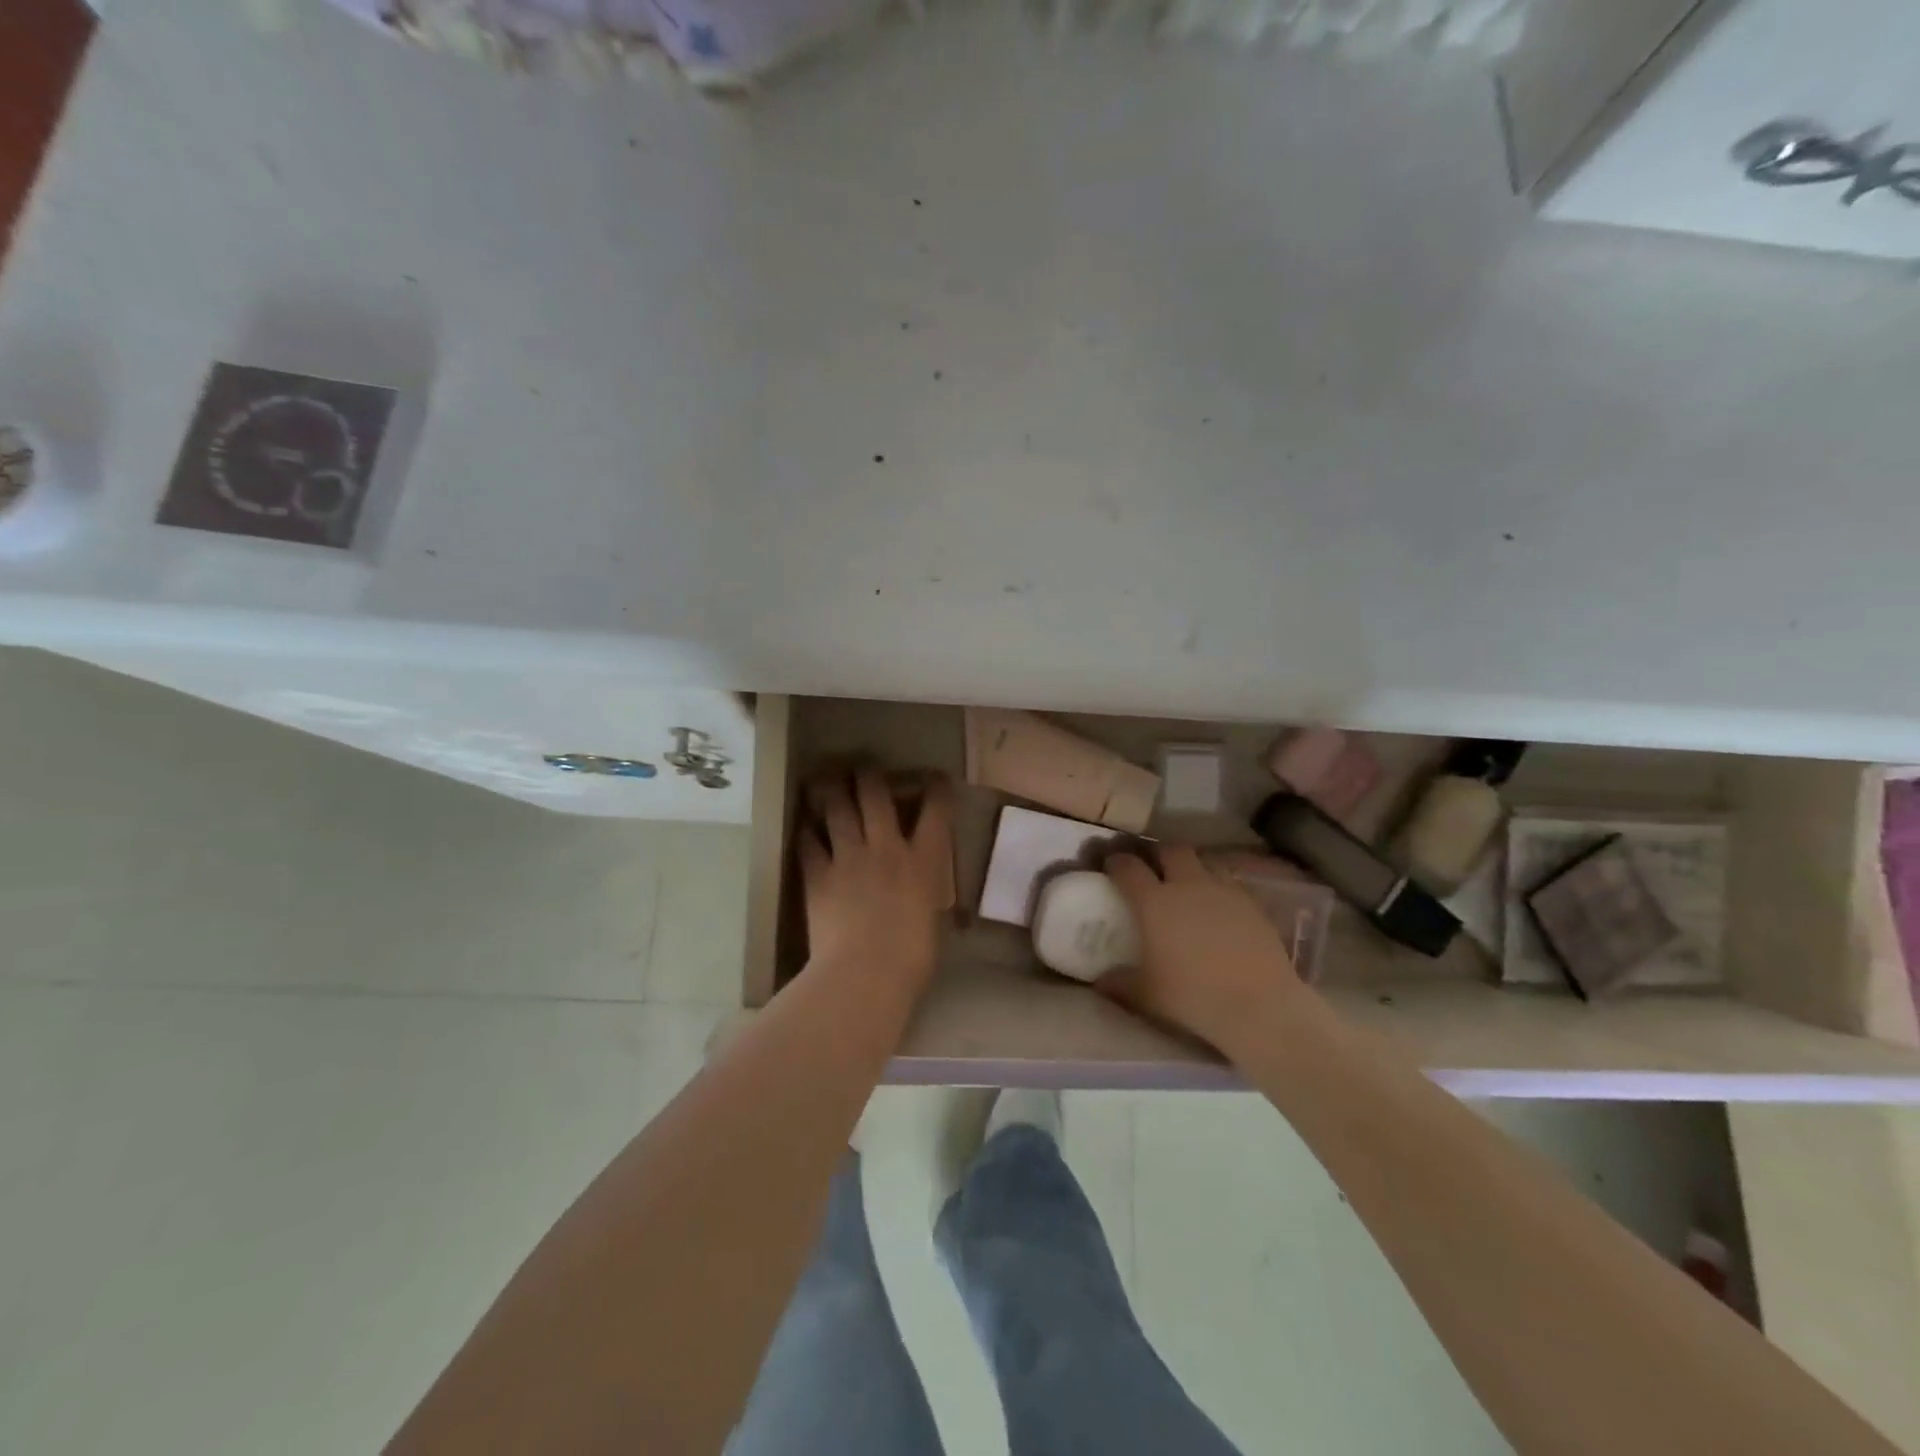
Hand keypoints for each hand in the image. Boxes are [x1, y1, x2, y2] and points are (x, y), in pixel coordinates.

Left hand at [800, 768, 953, 994]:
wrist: (864, 974)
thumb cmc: (911, 959)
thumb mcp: (931, 920)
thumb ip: (924, 896)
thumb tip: (920, 894)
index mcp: (923, 861)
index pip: (936, 811)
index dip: (936, 788)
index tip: (935, 778)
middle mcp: (886, 848)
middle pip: (876, 796)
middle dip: (869, 777)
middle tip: (863, 770)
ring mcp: (849, 858)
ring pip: (838, 809)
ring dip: (831, 791)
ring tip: (824, 781)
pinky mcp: (818, 875)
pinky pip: (808, 844)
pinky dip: (807, 833)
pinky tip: (804, 828)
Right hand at [1102, 845, 1306, 1055]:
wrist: (1258, 1005)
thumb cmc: (1193, 997)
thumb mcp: (1146, 994)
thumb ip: (1119, 982)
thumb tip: (1099, 981)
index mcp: (1154, 902)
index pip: (1128, 867)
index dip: (1116, 861)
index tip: (1111, 864)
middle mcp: (1187, 885)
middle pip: (1170, 850)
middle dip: (1158, 854)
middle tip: (1153, 868)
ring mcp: (1223, 890)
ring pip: (1204, 859)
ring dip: (1192, 865)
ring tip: (1188, 882)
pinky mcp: (1252, 902)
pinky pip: (1230, 881)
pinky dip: (1219, 886)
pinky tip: (1219, 905)